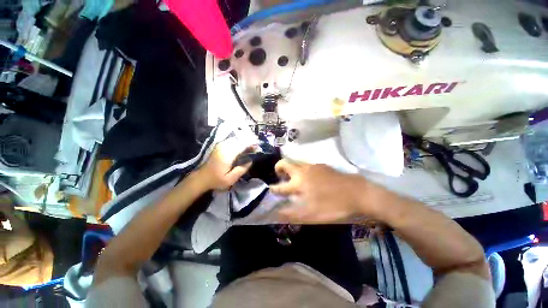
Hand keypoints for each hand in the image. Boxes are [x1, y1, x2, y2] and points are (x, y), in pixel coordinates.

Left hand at [194, 138, 253, 190]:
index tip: (258, 147)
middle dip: (248, 142)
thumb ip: (241, 169)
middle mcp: (224, 147)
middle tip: (255, 148)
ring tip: (249, 148)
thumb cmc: (216, 180)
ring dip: (243, 142)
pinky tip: (241, 148)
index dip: (251, 144)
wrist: (202, 178)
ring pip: (235, 139)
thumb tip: (250, 160)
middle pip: (239, 140)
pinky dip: (238, 143)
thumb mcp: (231, 179)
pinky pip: (231, 141)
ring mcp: (220, 146)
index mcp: (227, 154)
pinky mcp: (218, 146)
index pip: (242, 145)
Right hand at [270, 160, 377, 222]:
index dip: (273, 190)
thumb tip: (277, 214)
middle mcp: (303, 171)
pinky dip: (301, 170)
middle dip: (278, 169)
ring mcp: (313, 166)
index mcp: (298, 183)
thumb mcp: (311, 215)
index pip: (280, 186)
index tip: (270, 191)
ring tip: (294, 180)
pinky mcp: (321, 166)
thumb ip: (292, 214)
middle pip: (285, 163)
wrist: (358, 193)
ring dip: (290, 169)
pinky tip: (310, 180)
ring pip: (295, 163)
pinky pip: (306, 165)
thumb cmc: (333, 205)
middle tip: (280, 178)